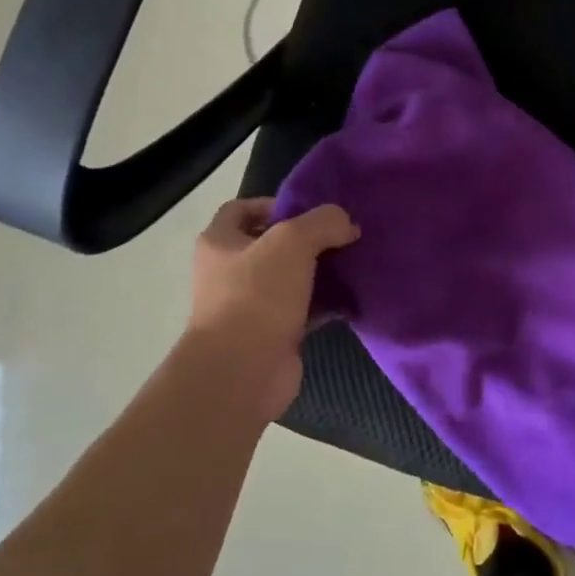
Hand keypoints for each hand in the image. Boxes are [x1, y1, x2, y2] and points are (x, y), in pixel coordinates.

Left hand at [183, 198, 359, 419]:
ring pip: (291, 278)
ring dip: (320, 271)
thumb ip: (323, 222)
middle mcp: (230, 272)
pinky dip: (326, 303)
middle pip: (271, 245)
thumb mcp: (292, 242)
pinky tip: (353, 296)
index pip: (240, 209)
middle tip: (342, 235)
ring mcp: (250, 306)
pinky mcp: (273, 334)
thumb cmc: (256, 296)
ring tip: (354, 261)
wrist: (242, 371)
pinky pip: (304, 310)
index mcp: (220, 243)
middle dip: (307, 239)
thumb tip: (347, 223)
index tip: (310, 210)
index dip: (274, 204)